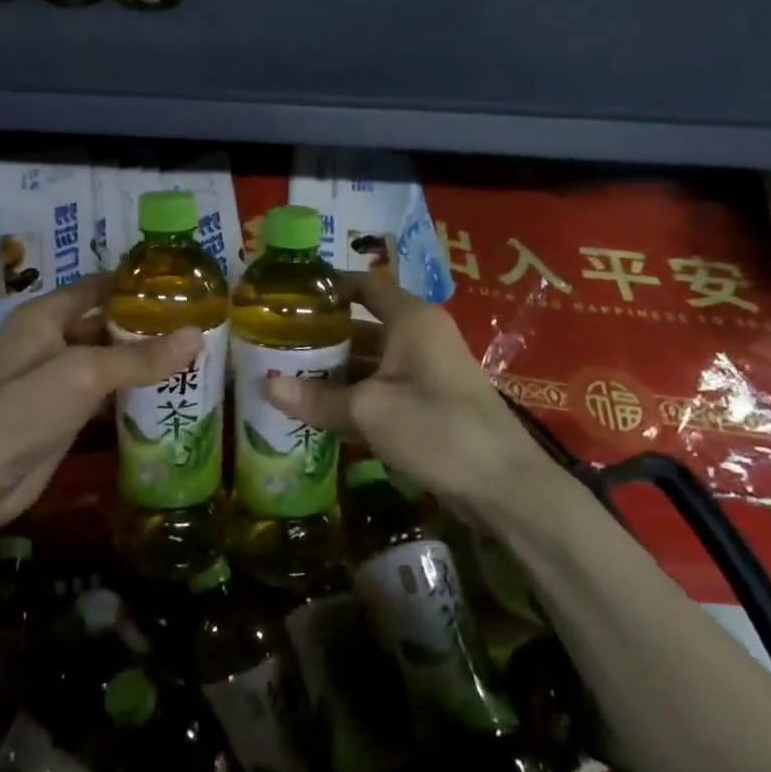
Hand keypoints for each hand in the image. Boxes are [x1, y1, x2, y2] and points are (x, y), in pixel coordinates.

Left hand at [0, 273, 200, 528]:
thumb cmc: (25, 409)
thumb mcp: (85, 373)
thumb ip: (140, 357)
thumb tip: (196, 336)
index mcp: (44, 316)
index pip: (95, 286)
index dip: (133, 283)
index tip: (179, 285)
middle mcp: (48, 340)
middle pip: (103, 323)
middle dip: (144, 324)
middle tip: (195, 323)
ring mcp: (54, 379)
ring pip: (105, 360)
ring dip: (140, 359)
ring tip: (191, 355)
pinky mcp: (62, 413)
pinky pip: (102, 392)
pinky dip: (129, 391)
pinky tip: (165, 393)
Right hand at [262, 273, 554, 509]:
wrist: (505, 486)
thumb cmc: (437, 428)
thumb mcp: (368, 411)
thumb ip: (316, 398)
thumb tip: (265, 386)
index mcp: (410, 319)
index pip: (362, 285)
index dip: (326, 287)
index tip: (287, 297)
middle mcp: (420, 335)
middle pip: (361, 324)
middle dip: (321, 336)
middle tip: (276, 344)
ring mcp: (427, 370)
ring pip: (370, 360)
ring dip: (334, 370)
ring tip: (288, 378)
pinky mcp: (430, 401)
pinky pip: (382, 387)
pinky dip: (354, 394)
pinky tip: (320, 410)